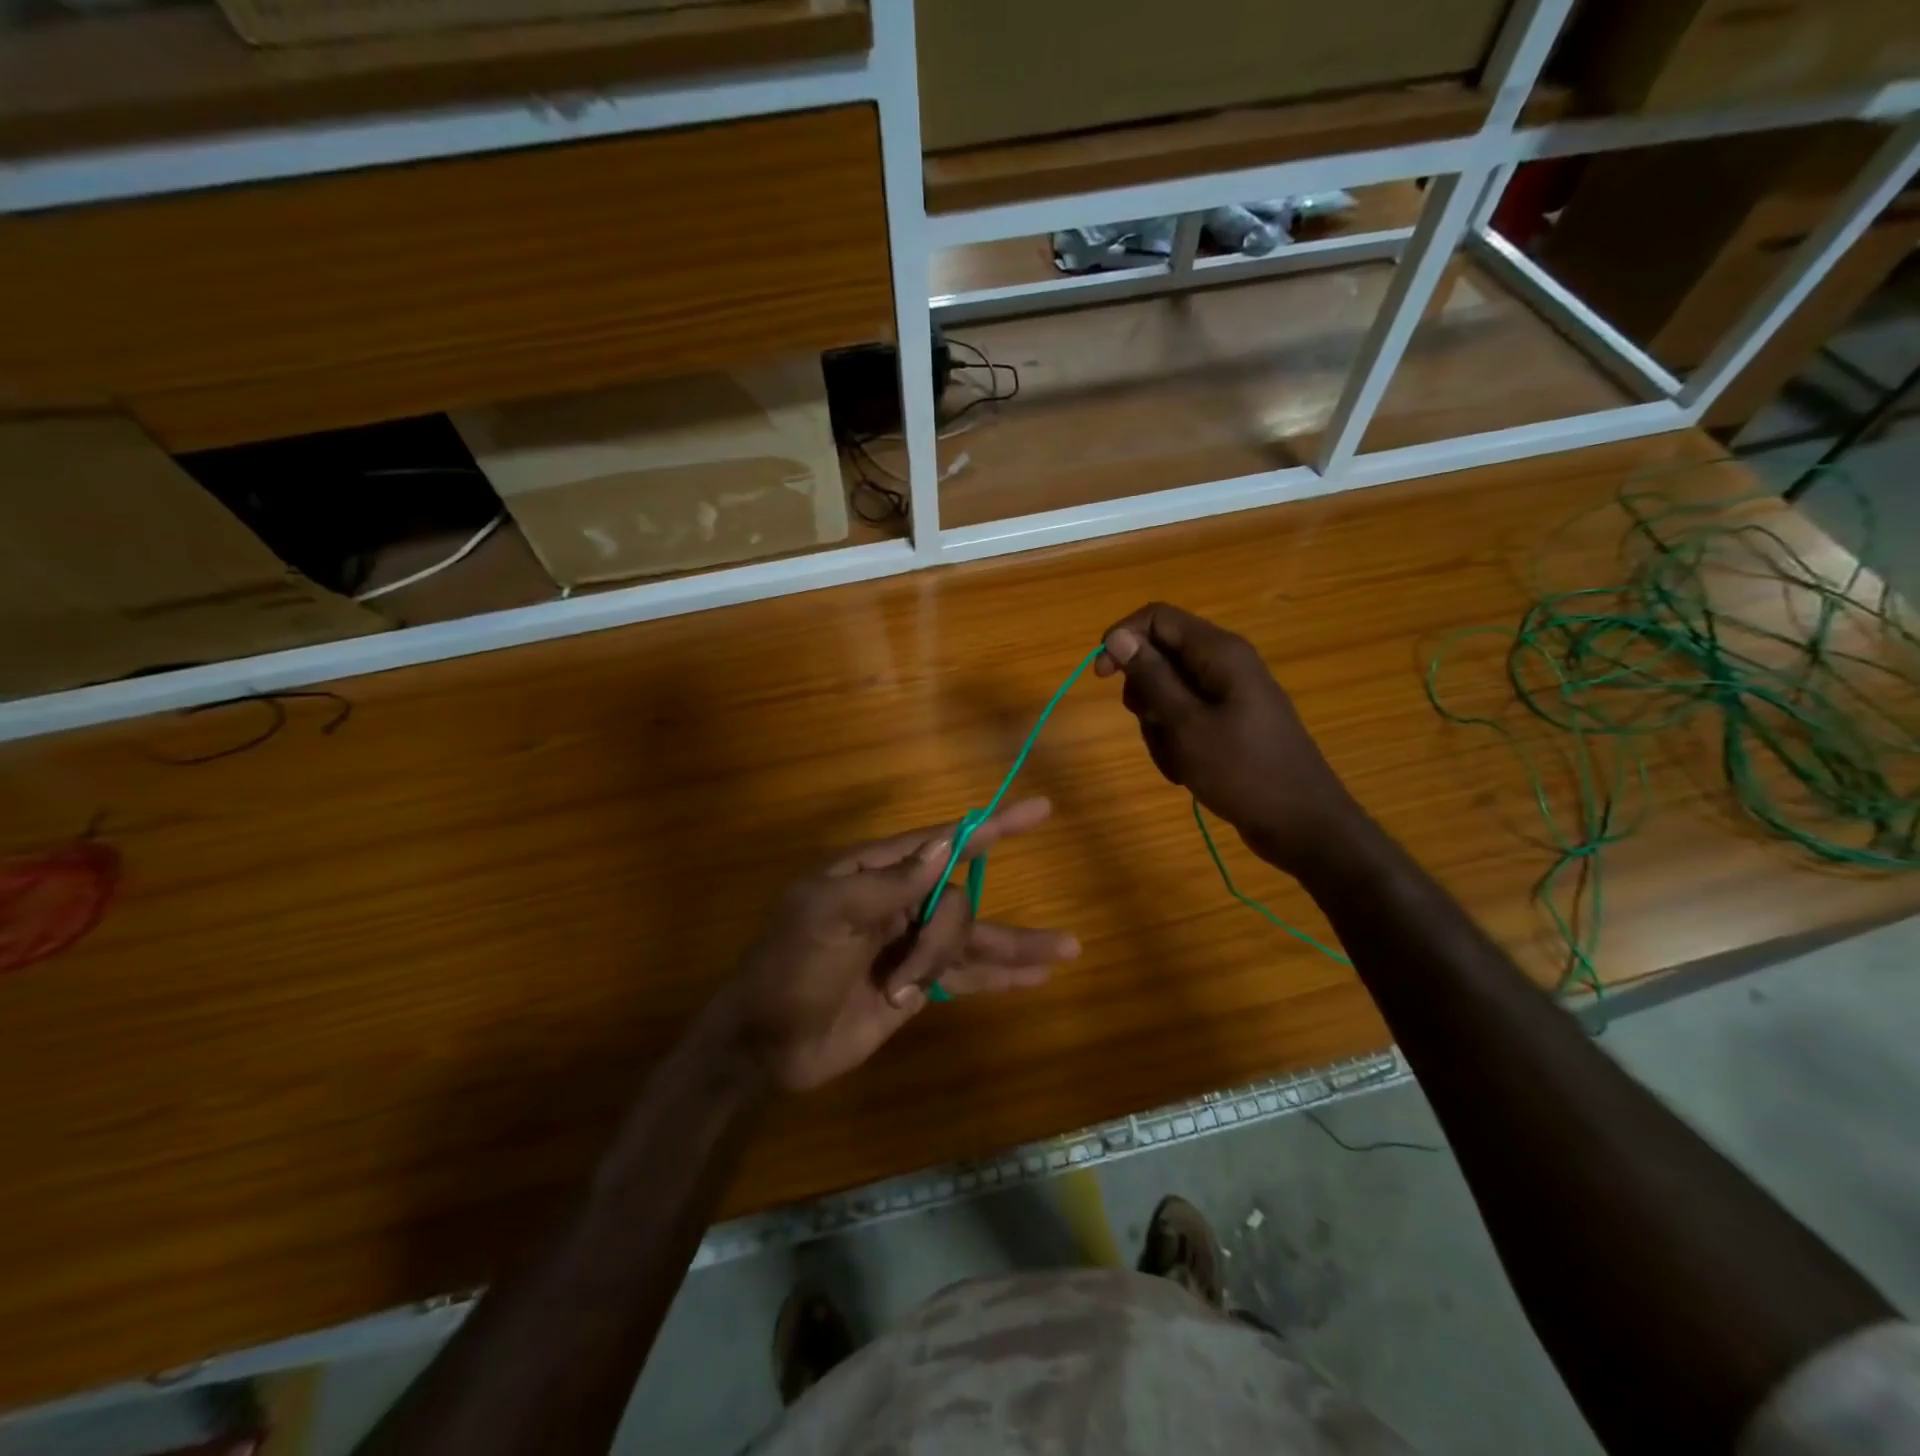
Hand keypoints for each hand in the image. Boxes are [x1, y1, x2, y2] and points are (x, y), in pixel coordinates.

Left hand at [712, 798, 1079, 1091]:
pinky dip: (1002, 975)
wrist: (765, 1046)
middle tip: (904, 981)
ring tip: (1068, 951)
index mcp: (872, 873)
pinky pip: (968, 974)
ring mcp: (910, 946)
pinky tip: (1038, 977)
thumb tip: (944, 846)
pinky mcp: (918, 986)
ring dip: (1016, 947)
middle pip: (956, 900)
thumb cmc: (788, 970)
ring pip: (973, 936)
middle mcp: (899, 902)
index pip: (942, 841)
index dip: (992, 826)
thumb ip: (888, 884)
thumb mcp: (827, 918)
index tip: (1039, 812)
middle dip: (942, 940)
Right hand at [1096, 603, 1361, 875]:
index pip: (1157, 618)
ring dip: (1158, 726)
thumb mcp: (1186, 724)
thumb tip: (1116, 636)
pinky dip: (1176, 742)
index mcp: (1219, 652)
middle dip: (1143, 693)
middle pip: (1160, 656)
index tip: (1101, 676)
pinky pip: (1186, 719)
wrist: (1301, 825)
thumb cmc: (1243, 771)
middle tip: (1151, 726)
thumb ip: (1150, 676)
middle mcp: (1224, 664)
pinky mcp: (1230, 722)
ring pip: (1168, 693)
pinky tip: (1187, 770)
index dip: (1123, 639)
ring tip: (1176, 759)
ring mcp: (1229, 695)